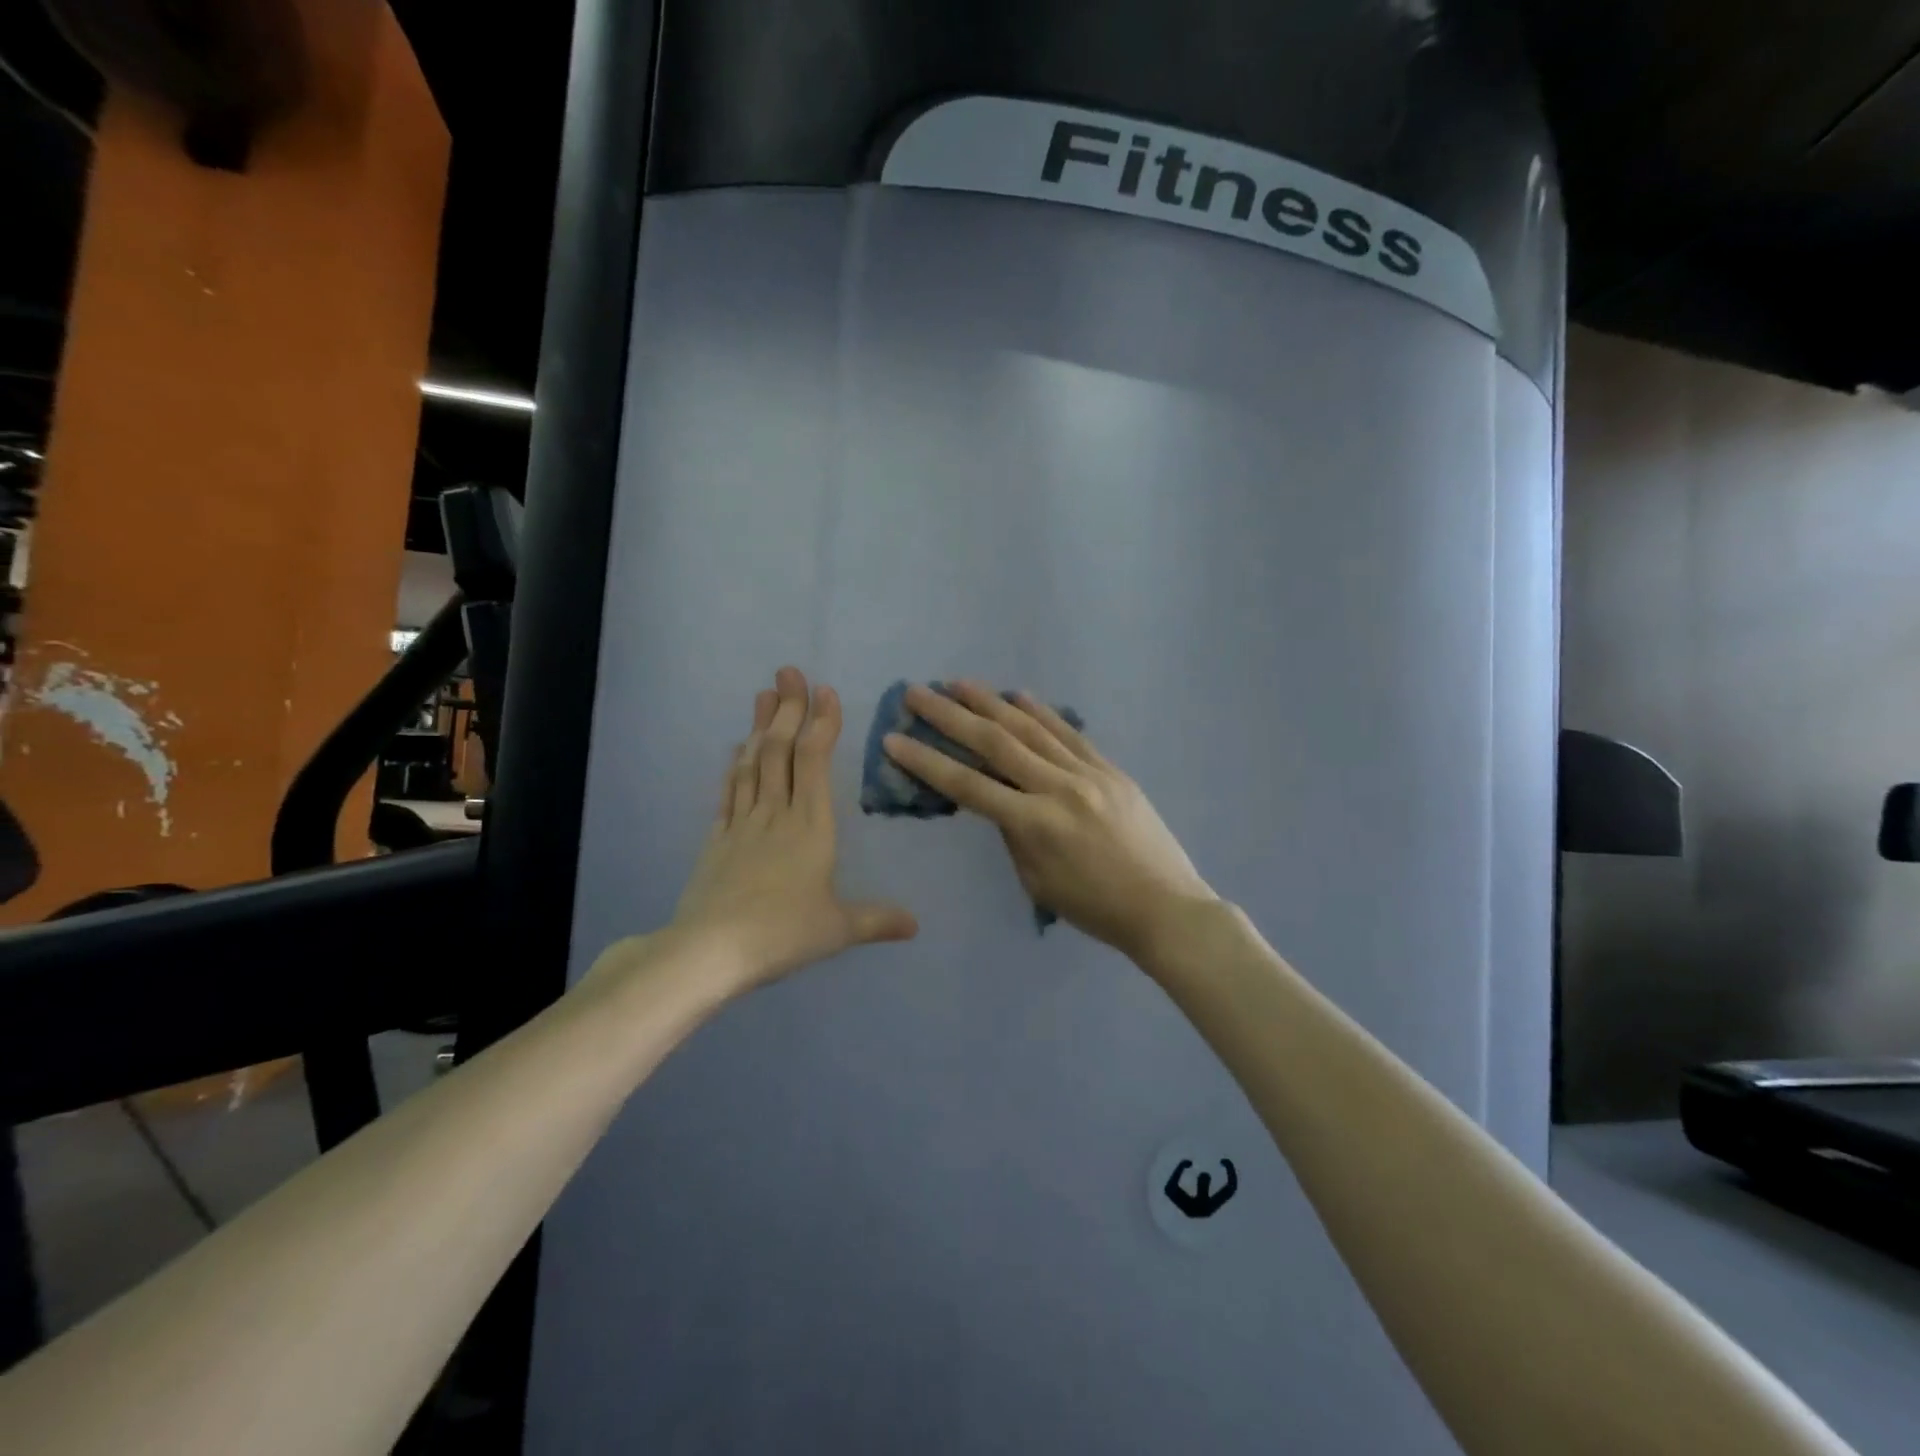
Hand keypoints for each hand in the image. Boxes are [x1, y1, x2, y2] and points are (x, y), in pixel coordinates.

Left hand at [666, 667, 917, 993]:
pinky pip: (728, 791)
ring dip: (759, 726)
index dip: (821, 723)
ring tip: (764, 694)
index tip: (825, 691)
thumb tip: (916, 925)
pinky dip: (734, 765)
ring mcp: (742, 823)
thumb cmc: (783, 933)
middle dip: (788, 709)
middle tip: (788, 672)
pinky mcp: (717, 839)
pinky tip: (735, 749)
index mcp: (811, 826)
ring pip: (752, 763)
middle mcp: (776, 813)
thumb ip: (877, 920)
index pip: (815, 761)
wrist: (711, 950)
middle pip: (780, 750)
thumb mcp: (838, 929)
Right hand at [881, 681, 1215, 960]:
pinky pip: (1069, 733)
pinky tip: (1018, 695)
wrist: (1165, 906)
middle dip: (950, 716)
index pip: (967, 785)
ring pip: (1030, 728)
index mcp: (1034, 825)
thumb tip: (999, 800)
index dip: (926, 761)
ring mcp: (1087, 773)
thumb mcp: (1038, 882)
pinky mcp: (1110, 769)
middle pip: (994, 743)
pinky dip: (1041, 711)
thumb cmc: (1095, 908)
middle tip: (917, 693)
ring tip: (958, 683)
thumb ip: (1013, 835)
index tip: (894, 739)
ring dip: (990, 702)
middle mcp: (1057, 788)